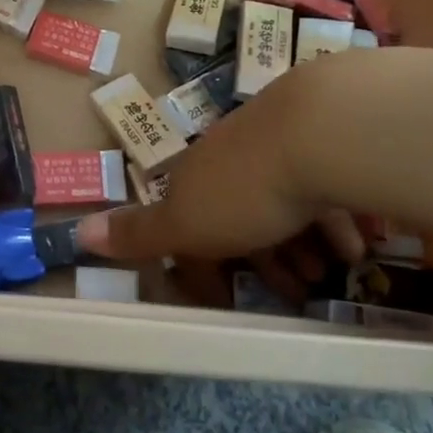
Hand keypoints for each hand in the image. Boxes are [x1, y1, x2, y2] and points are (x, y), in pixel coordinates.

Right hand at [78, 65, 365, 302]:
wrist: (315, 132)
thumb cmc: (245, 189)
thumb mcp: (185, 223)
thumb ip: (139, 232)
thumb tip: (79, 232)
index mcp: (195, 176)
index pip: (189, 223)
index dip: (203, 266)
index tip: (226, 300)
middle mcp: (231, 156)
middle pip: (240, 214)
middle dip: (265, 260)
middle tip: (296, 292)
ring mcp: (275, 143)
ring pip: (284, 202)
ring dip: (302, 245)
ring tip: (329, 272)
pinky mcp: (318, 141)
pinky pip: (322, 189)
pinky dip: (334, 223)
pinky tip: (354, 243)